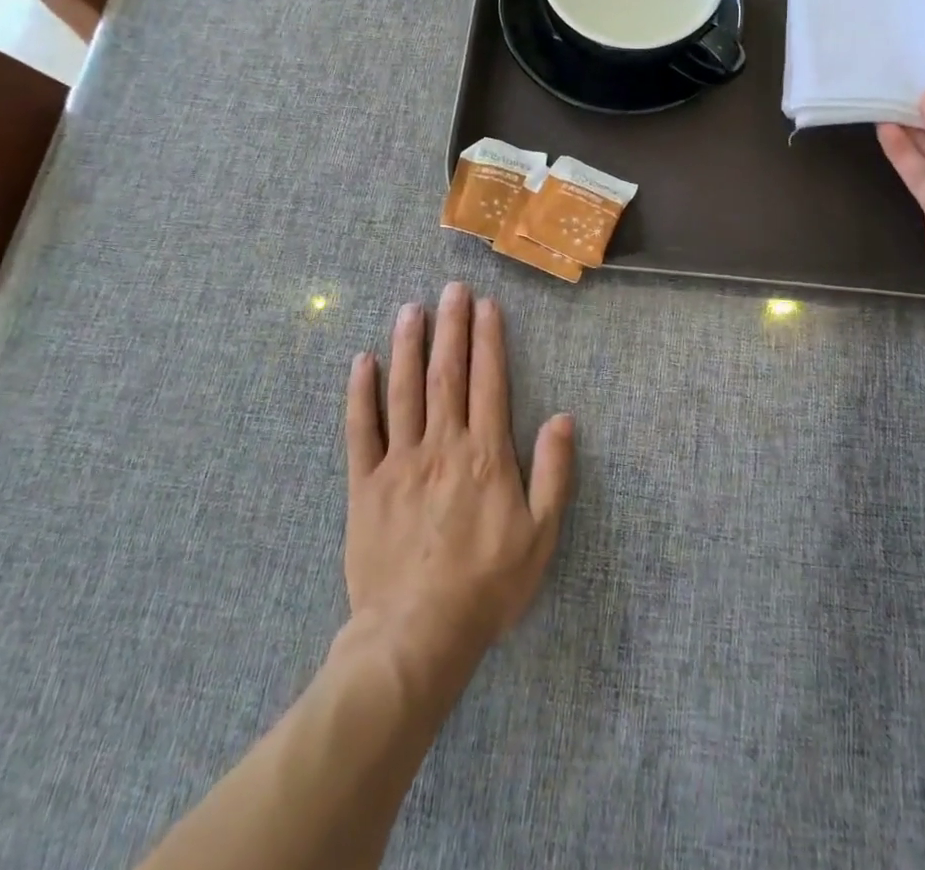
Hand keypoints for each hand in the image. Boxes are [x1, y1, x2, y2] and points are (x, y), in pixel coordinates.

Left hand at [345, 282, 574, 674]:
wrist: (417, 635)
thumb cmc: (487, 586)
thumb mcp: (541, 536)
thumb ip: (553, 473)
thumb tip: (563, 418)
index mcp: (485, 455)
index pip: (489, 382)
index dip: (488, 340)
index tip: (487, 305)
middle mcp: (442, 445)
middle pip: (447, 374)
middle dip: (451, 327)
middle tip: (451, 288)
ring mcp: (400, 461)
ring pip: (404, 390)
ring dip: (408, 346)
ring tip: (411, 309)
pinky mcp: (366, 484)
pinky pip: (361, 430)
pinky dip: (361, 393)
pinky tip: (362, 362)